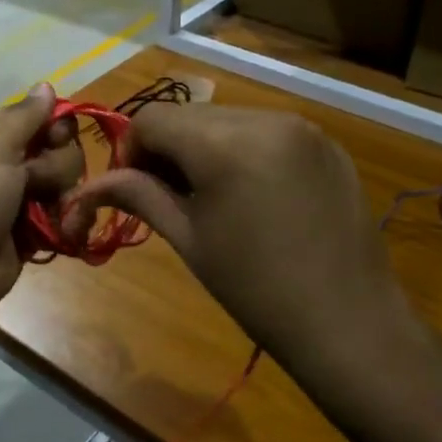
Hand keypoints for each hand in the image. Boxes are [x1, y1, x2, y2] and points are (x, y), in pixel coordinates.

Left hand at [0, 84, 82, 325]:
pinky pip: (67, 215)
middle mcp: (9, 160)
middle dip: (56, 168)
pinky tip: (63, 231)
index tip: (54, 140)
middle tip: (32, 184)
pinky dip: (68, 223)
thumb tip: (46, 84)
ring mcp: (22, 197)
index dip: (55, 127)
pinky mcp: (33, 229)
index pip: (42, 115)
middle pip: (62, 150)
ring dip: (63, 198)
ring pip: (68, 184)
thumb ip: (26, 116)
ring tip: (45, 215)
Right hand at [63, 105, 424, 379]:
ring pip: (226, 119)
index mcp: (226, 143)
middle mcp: (265, 118)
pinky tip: (253, 195)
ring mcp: (302, 126)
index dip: (131, 150)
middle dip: (167, 148)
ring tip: (212, 198)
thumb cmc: (256, 290)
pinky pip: (265, 130)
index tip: (132, 189)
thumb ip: (138, 195)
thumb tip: (91, 182)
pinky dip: (243, 150)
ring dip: (204, 147)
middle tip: (168, 197)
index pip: (152, 119)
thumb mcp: (188, 239)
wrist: (350, 326)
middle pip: (189, 115)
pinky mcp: (326, 142)